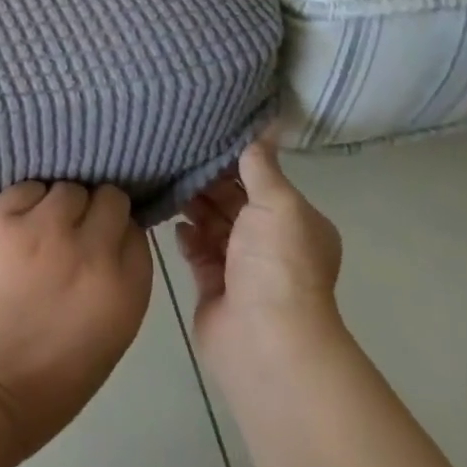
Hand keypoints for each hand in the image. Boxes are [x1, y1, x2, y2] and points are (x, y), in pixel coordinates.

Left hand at [0, 182, 153, 458]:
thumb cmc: (45, 384)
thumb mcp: (106, 338)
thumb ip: (116, 283)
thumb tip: (109, 243)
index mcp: (123, 288)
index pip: (135, 231)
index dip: (117, 233)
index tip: (100, 243)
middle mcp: (91, 250)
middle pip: (109, 200)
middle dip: (94, 212)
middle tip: (71, 231)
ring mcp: (44, 229)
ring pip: (67, 189)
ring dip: (58, 206)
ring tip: (38, 229)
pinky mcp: (1, 218)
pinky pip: (26, 188)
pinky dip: (25, 202)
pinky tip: (13, 227)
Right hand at [175, 139, 344, 370]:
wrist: (264, 339)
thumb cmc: (278, 262)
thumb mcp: (278, 202)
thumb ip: (262, 166)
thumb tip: (264, 127)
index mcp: (296, 222)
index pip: (264, 181)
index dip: (238, 161)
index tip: (207, 137)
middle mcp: (272, 243)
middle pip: (236, 202)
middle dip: (210, 182)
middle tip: (178, 155)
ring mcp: (242, 267)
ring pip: (214, 225)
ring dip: (195, 206)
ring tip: (170, 181)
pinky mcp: (215, 286)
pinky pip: (198, 252)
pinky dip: (187, 237)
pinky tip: (174, 223)